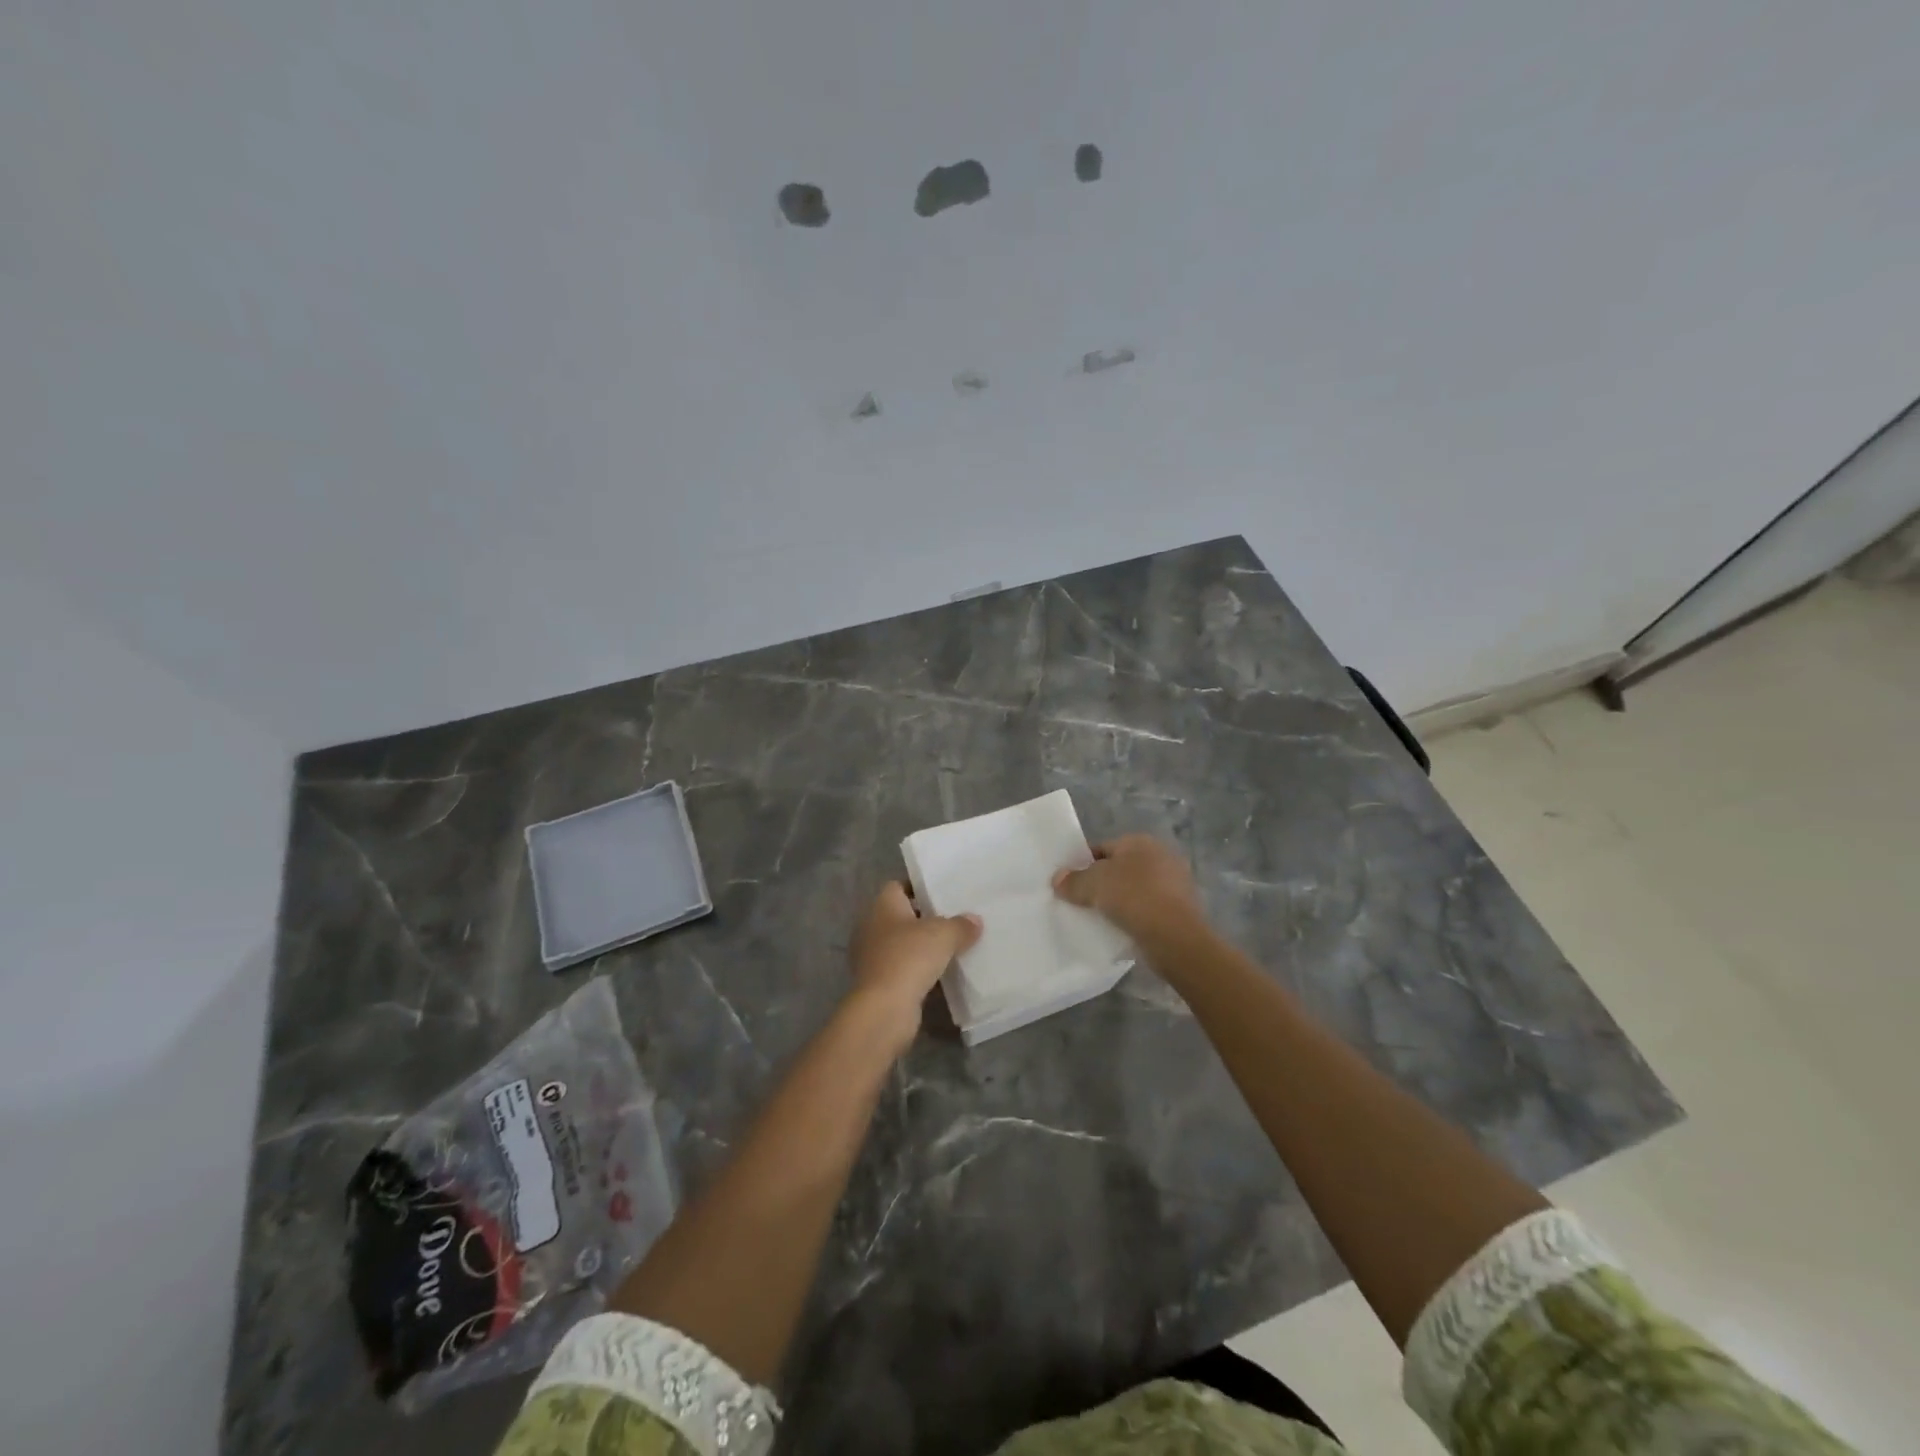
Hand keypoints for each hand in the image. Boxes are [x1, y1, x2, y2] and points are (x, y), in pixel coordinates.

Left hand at [847, 882, 981, 1052]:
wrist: (884, 1009)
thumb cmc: (909, 958)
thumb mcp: (943, 935)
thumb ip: (960, 925)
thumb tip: (974, 920)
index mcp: (882, 906)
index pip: (898, 886)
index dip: (920, 888)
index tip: (944, 893)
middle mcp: (871, 927)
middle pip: (902, 916)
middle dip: (926, 919)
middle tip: (955, 920)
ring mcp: (871, 956)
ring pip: (902, 944)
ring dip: (922, 947)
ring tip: (953, 947)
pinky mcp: (877, 983)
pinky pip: (902, 968)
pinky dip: (918, 971)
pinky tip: (941, 975)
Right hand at [1052, 835, 1204, 947]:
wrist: (1175, 936)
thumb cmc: (1133, 897)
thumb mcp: (1093, 884)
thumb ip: (1073, 880)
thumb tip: (1058, 879)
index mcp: (1140, 841)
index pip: (1102, 848)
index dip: (1082, 864)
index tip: (1068, 884)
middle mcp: (1160, 856)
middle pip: (1119, 869)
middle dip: (1100, 884)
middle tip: (1079, 902)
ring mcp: (1174, 884)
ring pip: (1133, 891)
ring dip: (1117, 902)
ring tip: (1097, 919)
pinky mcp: (1180, 910)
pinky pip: (1147, 910)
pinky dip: (1133, 918)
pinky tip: (1119, 931)